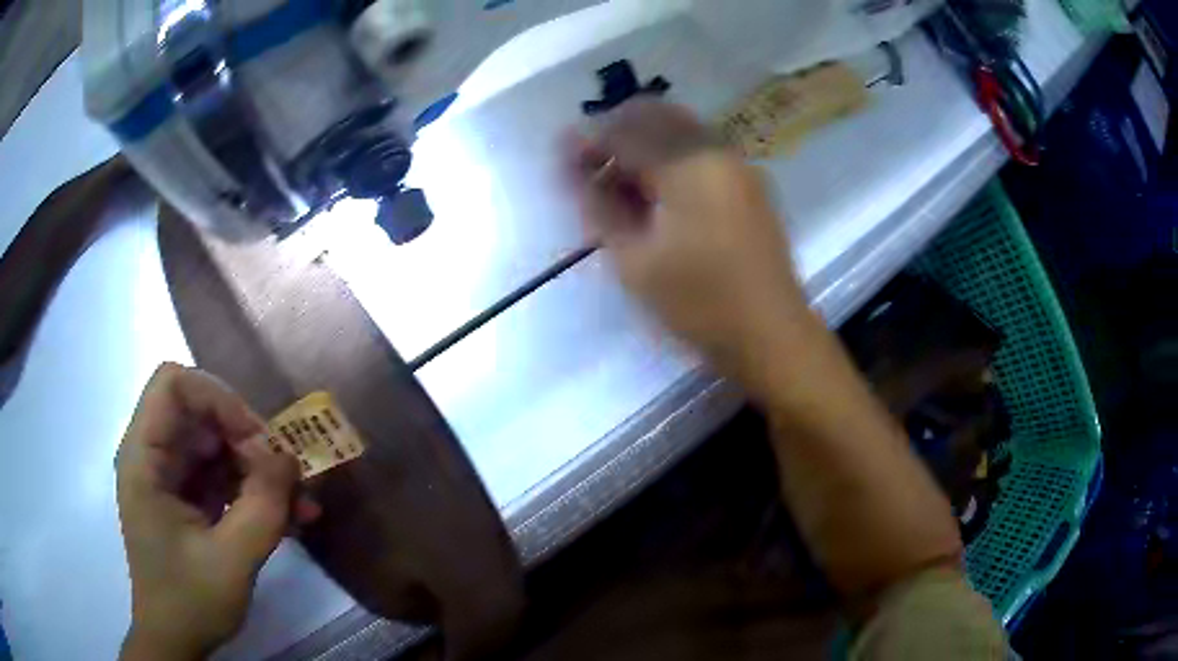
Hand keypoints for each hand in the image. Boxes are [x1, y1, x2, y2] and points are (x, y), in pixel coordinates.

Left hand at [116, 363, 318, 659]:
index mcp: (144, 458)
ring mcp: (172, 477)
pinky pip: (224, 475)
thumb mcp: (231, 560)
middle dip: (250, 439)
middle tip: (288, 477)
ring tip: (302, 503)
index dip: (218, 398)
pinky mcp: (188, 497)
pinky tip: (292, 517)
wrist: (177, 640)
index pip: (173, 386)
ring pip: (219, 444)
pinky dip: (256, 490)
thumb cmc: (190, 601)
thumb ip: (262, 507)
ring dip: (261, 468)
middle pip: (202, 413)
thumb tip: (290, 457)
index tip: (257, 441)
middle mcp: (154, 455)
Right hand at [565, 100, 807, 388]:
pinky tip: (658, 196)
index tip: (564, 165)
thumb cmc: (700, 303)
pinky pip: (700, 150)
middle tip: (594, 177)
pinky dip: (670, 160)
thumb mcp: (634, 260)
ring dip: (644, 146)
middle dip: (617, 138)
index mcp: (689, 164)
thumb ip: (597, 203)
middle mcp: (717, 150)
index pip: (624, 129)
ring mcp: (738, 165)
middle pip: (654, 116)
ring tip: (622, 190)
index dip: (588, 144)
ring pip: (678, 130)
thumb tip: (567, 160)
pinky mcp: (749, 184)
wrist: (772, 336)